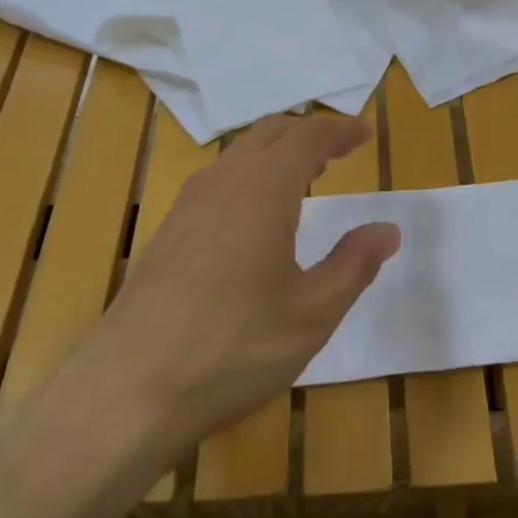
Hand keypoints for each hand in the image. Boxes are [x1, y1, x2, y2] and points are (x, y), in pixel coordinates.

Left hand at [86, 115, 398, 448]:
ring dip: (276, 154)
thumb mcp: (312, 312)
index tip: (365, 134)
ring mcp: (187, 204)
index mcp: (264, 188)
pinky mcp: (166, 231)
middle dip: (308, 134)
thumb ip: (354, 264)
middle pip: (270, 133)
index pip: (309, 136)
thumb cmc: (235, 346)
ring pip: (238, 155)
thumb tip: (387, 230)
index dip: (340, 130)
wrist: (130, 387)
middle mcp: (223, 181)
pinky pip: (217, 181)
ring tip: (303, 179)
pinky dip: (249, 178)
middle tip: (338, 151)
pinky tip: (254, 219)